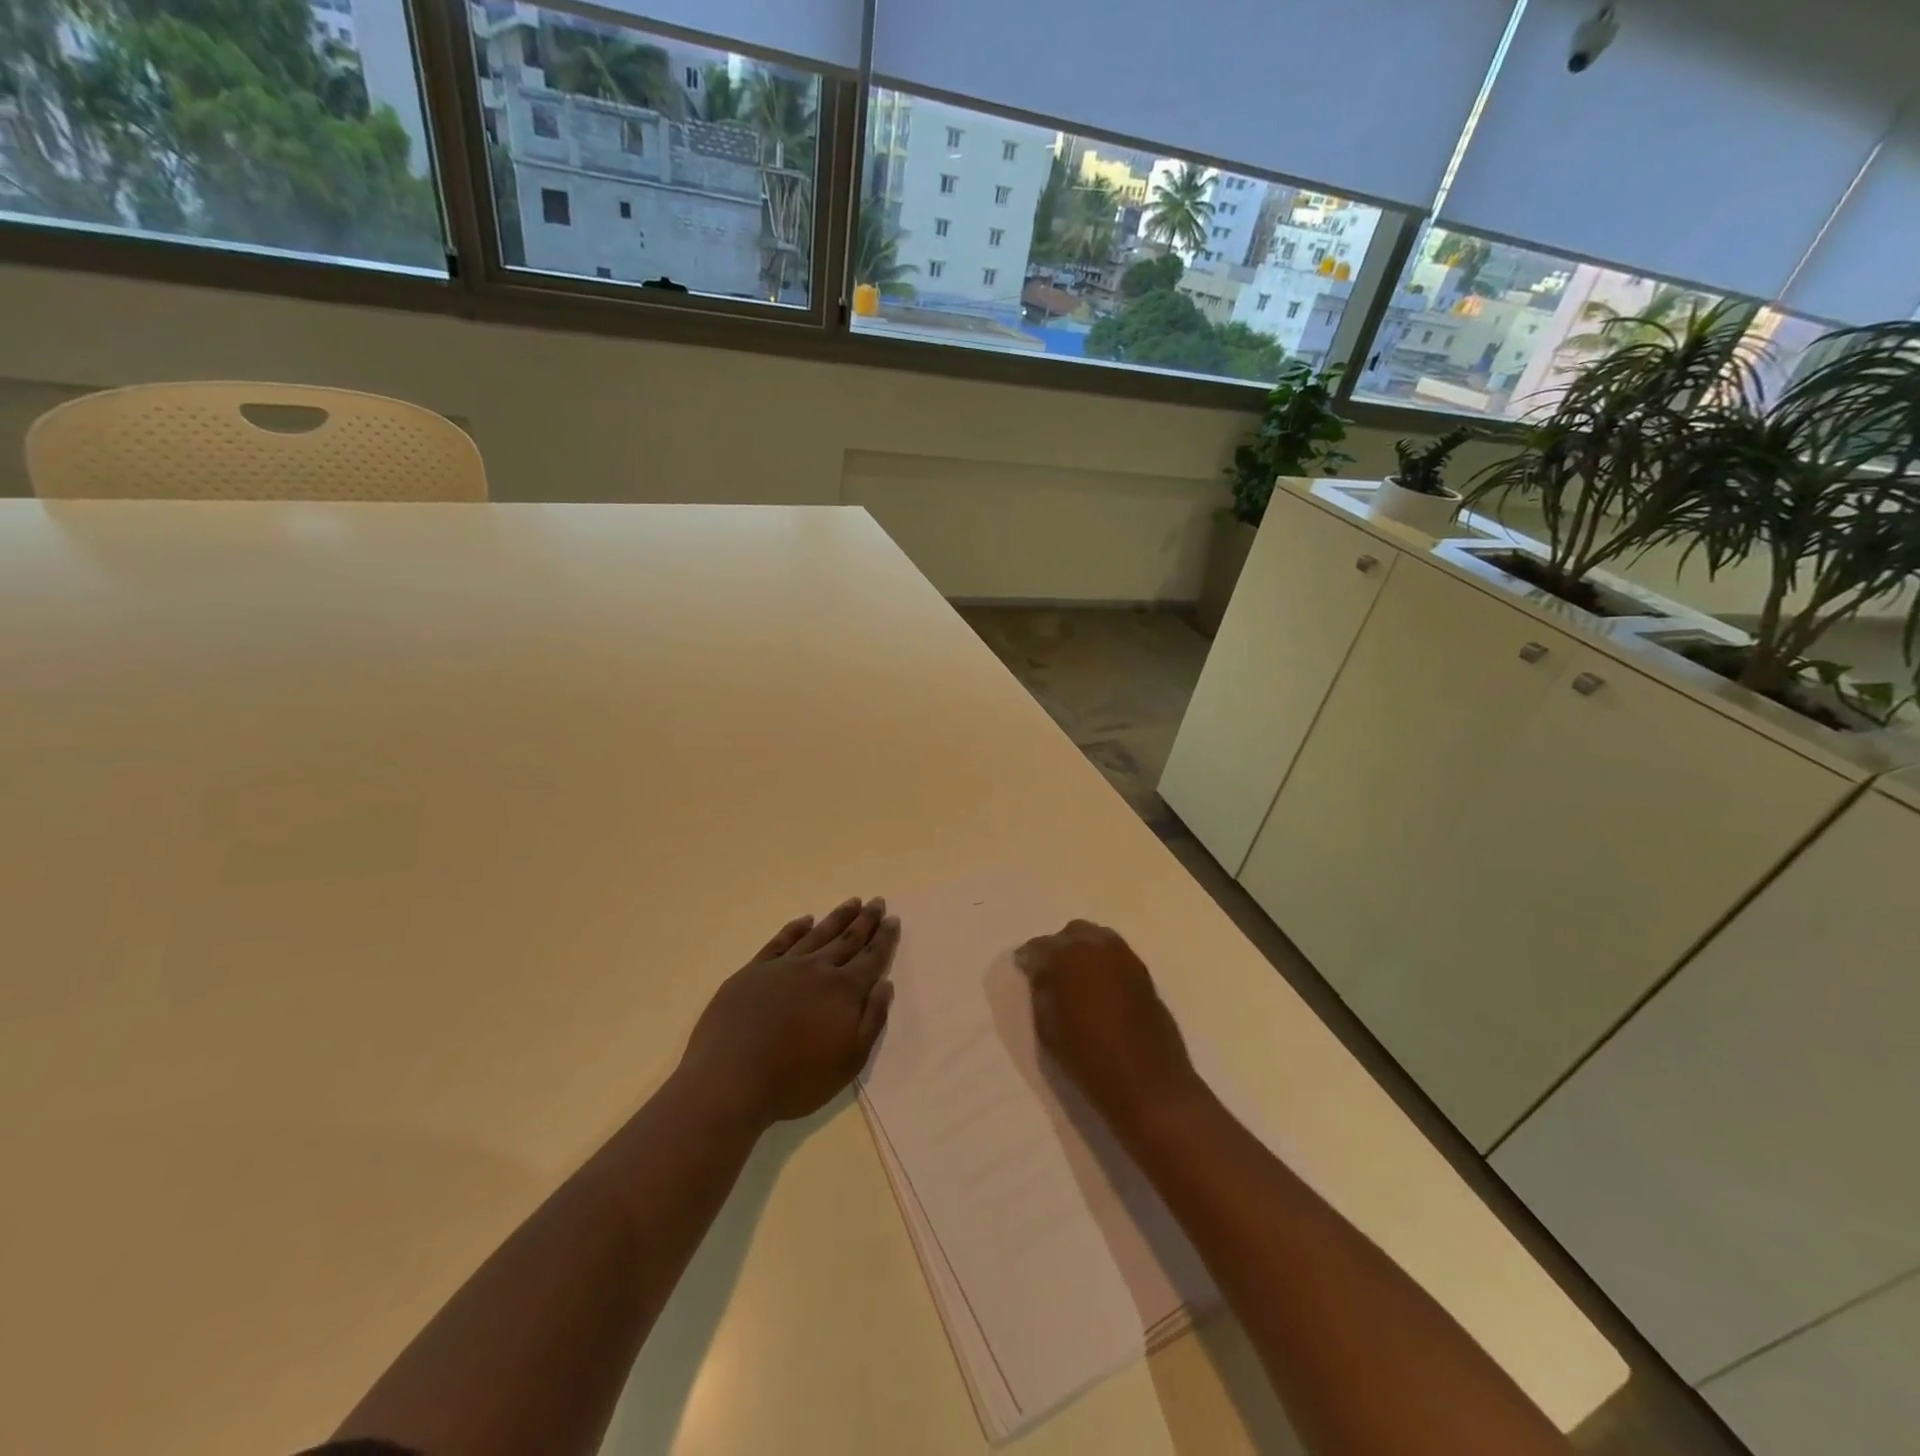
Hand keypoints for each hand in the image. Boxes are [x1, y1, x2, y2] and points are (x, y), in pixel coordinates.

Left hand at [679, 897, 898, 1131]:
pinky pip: (781, 941)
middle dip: (865, 920)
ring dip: (837, 917)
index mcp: (844, 991)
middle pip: (847, 939)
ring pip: (818, 934)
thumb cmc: (796, 1078)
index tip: (893, 919)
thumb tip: (885, 984)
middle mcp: (818, 969)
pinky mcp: (754, 970)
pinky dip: (796, 928)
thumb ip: (872, 1019)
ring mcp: (784, 966)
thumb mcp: (850, 1060)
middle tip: (877, 901)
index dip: (884, 938)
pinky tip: (805, 920)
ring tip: (852, 902)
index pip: (871, 958)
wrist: (731, 1079)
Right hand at [1016, 921, 1202, 1133]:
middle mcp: (1097, 946)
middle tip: (1050, 973)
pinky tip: (1098, 986)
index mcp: (1067, 956)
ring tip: (1075, 979)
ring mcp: (1125, 957)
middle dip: (1058, 948)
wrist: (1148, 1084)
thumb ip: (1041, 991)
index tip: (1022, 970)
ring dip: (1083, 952)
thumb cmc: (1089, 1059)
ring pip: (1096, 939)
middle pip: (1071, 933)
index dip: (1028, 958)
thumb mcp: (1048, 1028)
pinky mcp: (1144, 972)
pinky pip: (1115, 955)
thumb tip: (1039, 971)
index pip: (1039, 946)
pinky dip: (1102, 962)